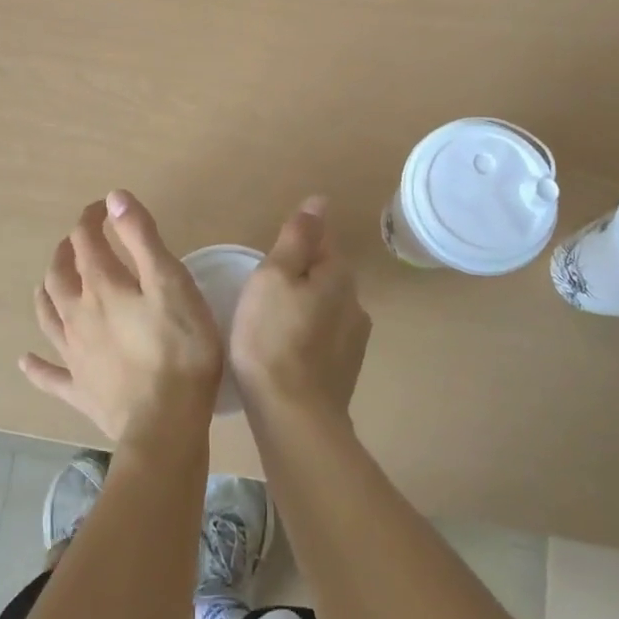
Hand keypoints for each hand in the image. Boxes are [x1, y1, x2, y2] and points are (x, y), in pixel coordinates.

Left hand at [21, 190, 223, 447]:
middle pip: (60, 275)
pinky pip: (50, 375)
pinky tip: (25, 360)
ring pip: (49, 316)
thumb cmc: (178, 348)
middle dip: (66, 251)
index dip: (91, 219)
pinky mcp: (79, 390)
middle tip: (78, 241)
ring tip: (49, 282)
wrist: (164, 424)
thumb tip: (114, 198)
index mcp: (101, 286)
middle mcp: (78, 315)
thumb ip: (141, 237)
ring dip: (47, 293)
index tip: (103, 209)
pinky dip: (36, 365)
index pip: (86, 241)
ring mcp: (74, 355)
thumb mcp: (170, 282)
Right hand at [229, 196, 369, 422]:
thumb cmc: (272, 336)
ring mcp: (354, 341)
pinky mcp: (345, 372)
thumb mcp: (274, 275)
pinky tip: (284, 351)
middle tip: (263, 290)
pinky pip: (323, 339)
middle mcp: (355, 303)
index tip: (270, 259)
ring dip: (304, 308)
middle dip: (300, 276)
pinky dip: (306, 337)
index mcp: (339, 275)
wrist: (294, 417)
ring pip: (326, 308)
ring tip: (270, 322)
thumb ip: (297, 237)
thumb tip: (320, 201)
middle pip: (326, 275)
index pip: (323, 241)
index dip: (296, 243)